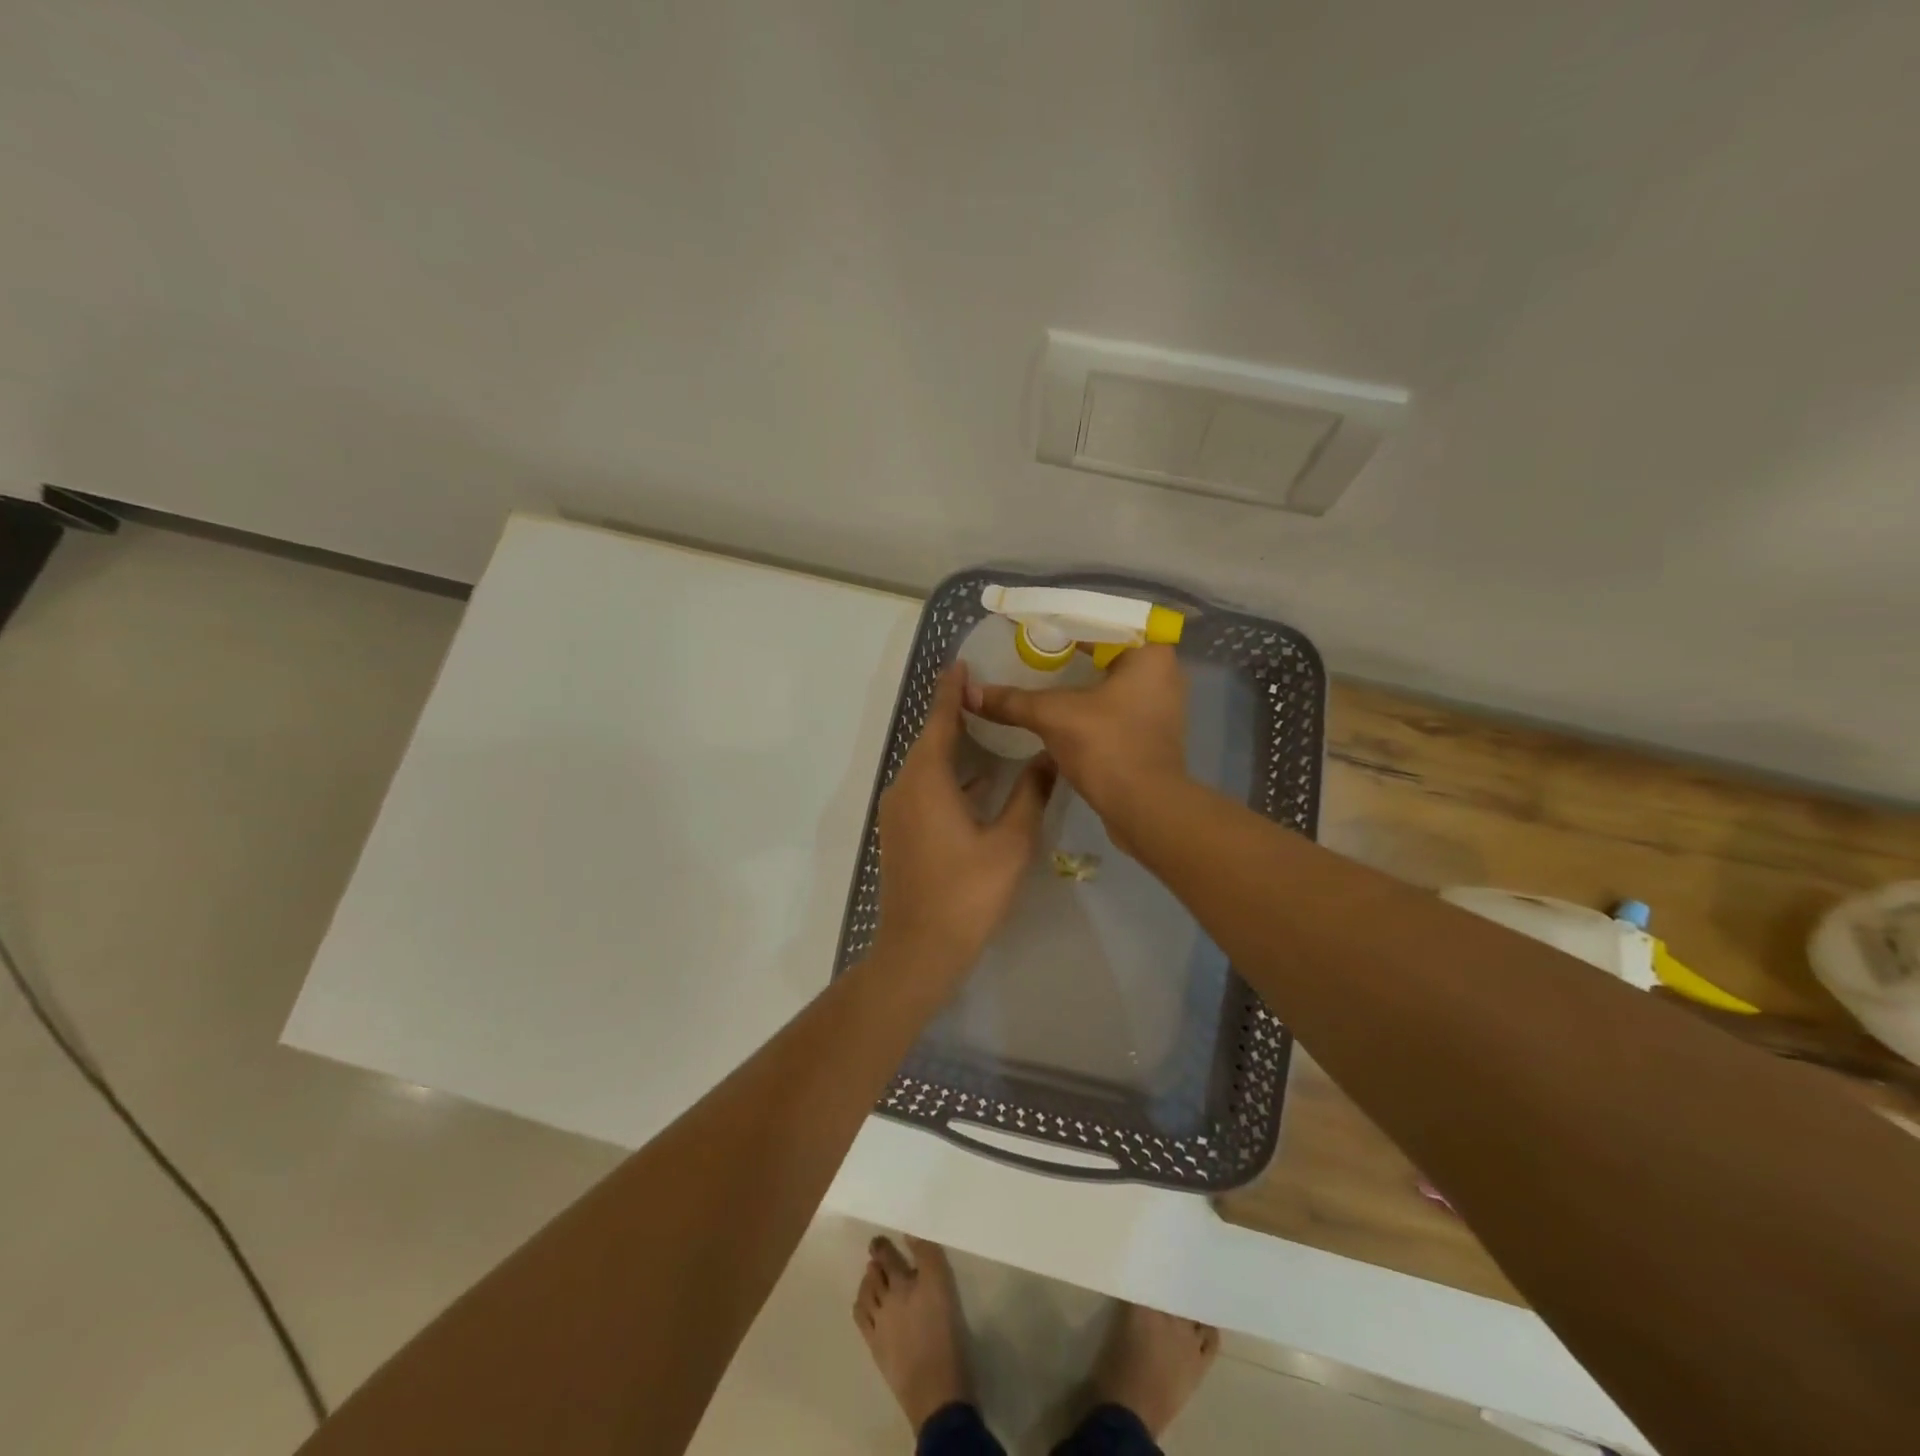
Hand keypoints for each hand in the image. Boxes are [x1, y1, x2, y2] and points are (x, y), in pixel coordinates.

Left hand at [874, 665, 1054, 982]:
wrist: (920, 948)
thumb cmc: (968, 893)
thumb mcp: (1011, 842)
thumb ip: (1031, 794)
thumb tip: (1051, 755)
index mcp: (927, 781)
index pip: (939, 721)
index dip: (951, 691)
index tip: (962, 663)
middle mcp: (905, 788)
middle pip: (930, 740)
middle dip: (954, 714)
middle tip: (986, 692)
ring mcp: (898, 812)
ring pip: (927, 766)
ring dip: (953, 747)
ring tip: (987, 729)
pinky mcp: (901, 832)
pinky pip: (924, 788)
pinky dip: (949, 776)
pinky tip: (978, 781)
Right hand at [969, 644, 1189, 847]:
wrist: (1145, 809)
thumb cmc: (1107, 746)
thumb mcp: (1053, 716)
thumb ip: (1012, 701)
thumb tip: (969, 693)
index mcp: (1151, 654)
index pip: (1100, 625)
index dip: (1062, 626)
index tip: (1030, 630)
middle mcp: (1163, 673)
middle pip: (1106, 653)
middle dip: (1069, 654)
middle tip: (1031, 653)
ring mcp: (1160, 706)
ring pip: (1110, 683)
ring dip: (1078, 683)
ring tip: (1039, 680)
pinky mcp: (1151, 734)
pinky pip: (1114, 708)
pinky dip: (1087, 707)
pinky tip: (1059, 712)